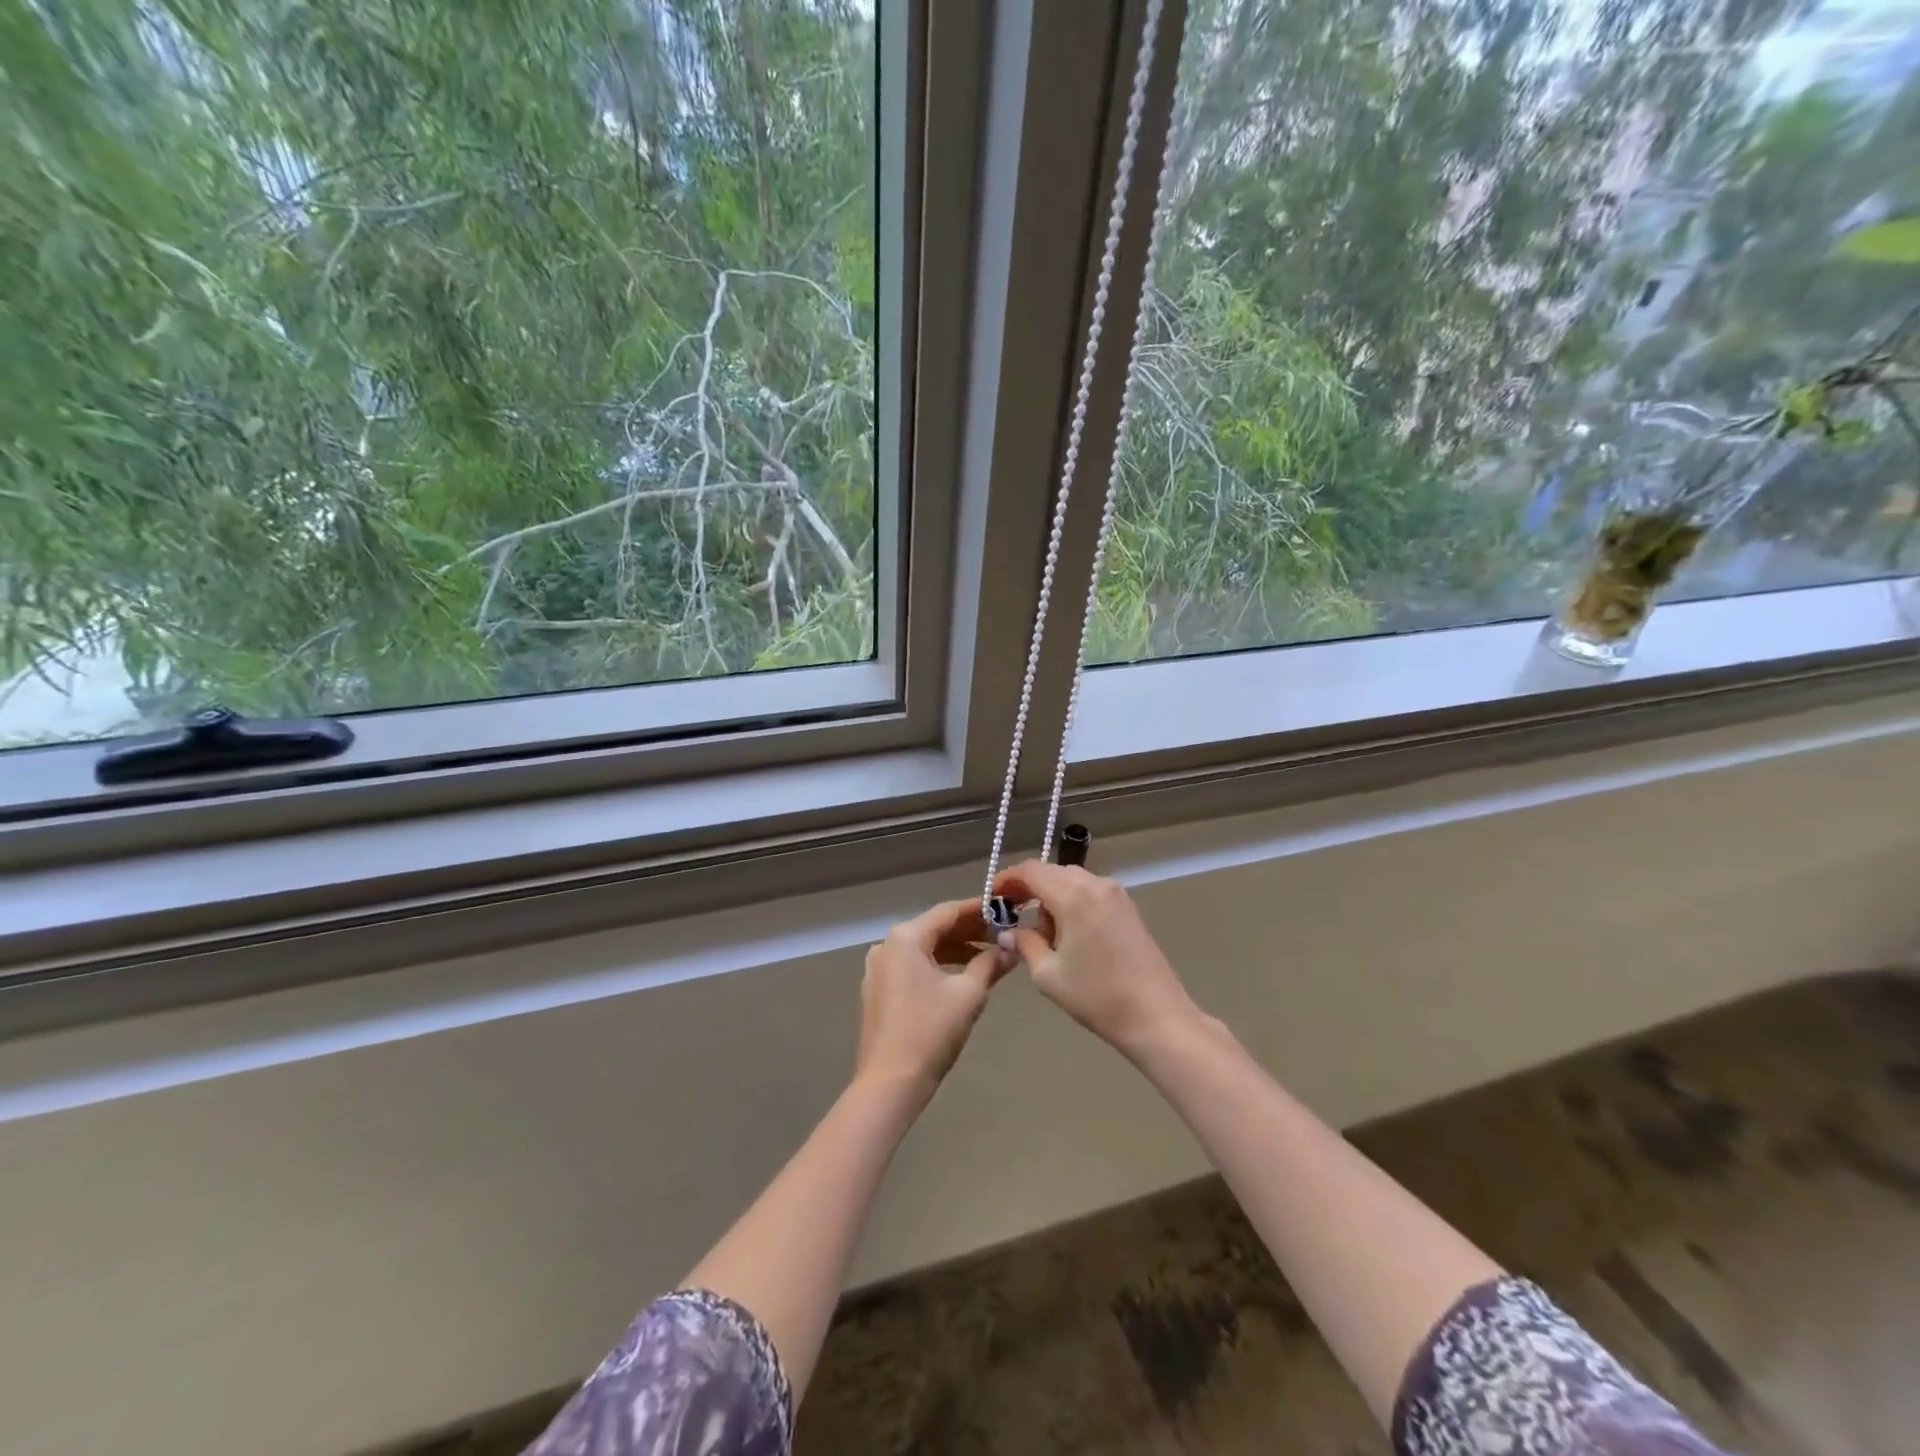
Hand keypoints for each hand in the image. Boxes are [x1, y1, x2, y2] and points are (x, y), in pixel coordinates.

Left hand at [857, 898, 1013, 1099]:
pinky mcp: (878, 990)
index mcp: (905, 937)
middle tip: (1003, 934)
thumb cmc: (931, 1031)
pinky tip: (962, 976)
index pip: (948, 911)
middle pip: (935, 928)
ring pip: (924, 948)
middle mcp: (887, 945)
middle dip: (969, 931)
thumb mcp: (969, 994)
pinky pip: (912, 966)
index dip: (979, 909)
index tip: (1005, 909)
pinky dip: (938, 966)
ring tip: (989, 957)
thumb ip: (991, 963)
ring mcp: (879, 969)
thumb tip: (1012, 948)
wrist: (890, 1083)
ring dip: (956, 950)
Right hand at [993, 861, 1201, 1058]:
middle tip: (1011, 914)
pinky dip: (1072, 902)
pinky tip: (1068, 933)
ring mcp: (1116, 894)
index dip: (1007, 879)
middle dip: (1029, 888)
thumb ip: (1024, 944)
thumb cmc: (1097, 996)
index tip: (992, 897)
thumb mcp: (1048, 974)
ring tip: (1042, 932)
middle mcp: (1095, 884)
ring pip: (1072, 881)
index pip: (1031, 871)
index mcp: (1073, 895)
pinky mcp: (1128, 908)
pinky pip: (1090, 892)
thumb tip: (1008, 933)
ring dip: (1051, 896)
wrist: (1156, 1017)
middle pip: (1052, 872)